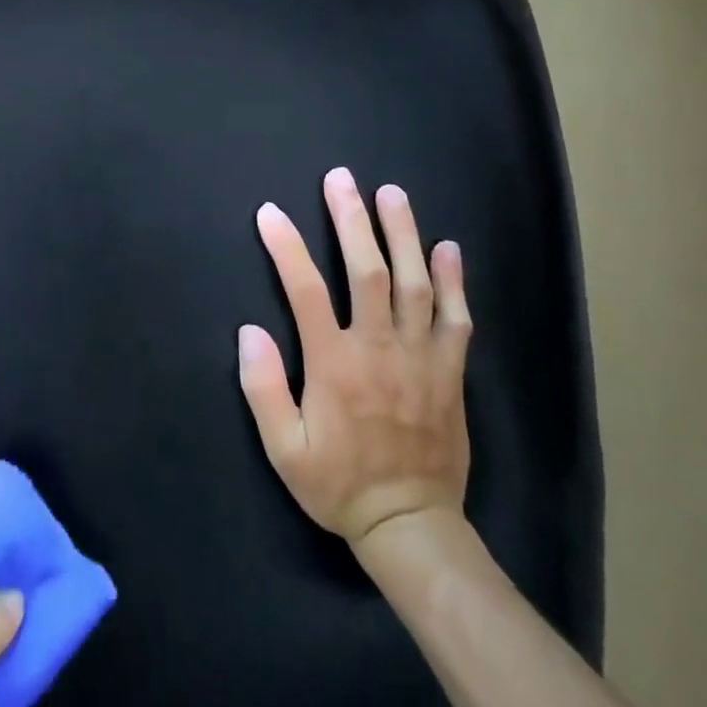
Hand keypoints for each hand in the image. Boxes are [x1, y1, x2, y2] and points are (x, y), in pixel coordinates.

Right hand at [238, 168, 472, 545]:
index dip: (287, 247)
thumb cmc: (338, 484)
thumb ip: (264, 388)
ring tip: (392, 194)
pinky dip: (454, 281)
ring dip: (403, 234)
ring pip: (415, 284)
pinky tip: (448, 248)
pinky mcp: (450, 372)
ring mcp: (421, 358)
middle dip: (352, 220)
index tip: (270, 213)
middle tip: (341, 179)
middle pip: (367, 271)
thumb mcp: (283, 449)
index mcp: (335, 364)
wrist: (411, 526)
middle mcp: (379, 350)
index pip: (306, 290)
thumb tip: (250, 330)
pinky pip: (456, 319)